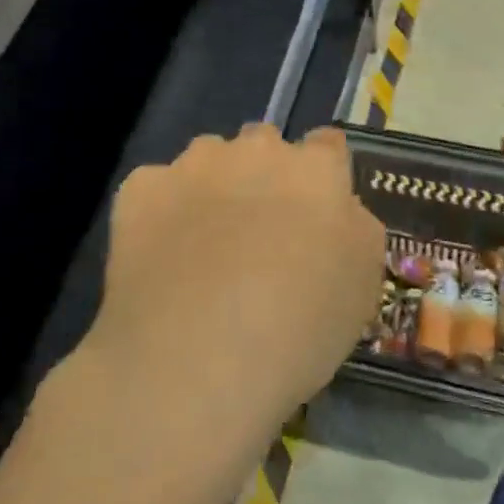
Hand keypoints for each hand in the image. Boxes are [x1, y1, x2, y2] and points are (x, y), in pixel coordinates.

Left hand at [89, 125, 383, 444]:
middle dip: (264, 174)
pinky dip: (161, 212)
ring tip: (203, 246)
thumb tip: (337, 211)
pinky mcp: (141, 189)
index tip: (316, 209)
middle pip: (264, 144)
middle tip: (259, 232)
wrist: (197, 360)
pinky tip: (160, 257)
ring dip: (212, 185)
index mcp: (317, 171)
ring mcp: (194, 166)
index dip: (323, 174)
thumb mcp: (362, 285)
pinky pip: (156, 187)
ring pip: (207, 159)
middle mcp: (257, 151)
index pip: (327, 145)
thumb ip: (354, 228)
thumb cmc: (299, 329)